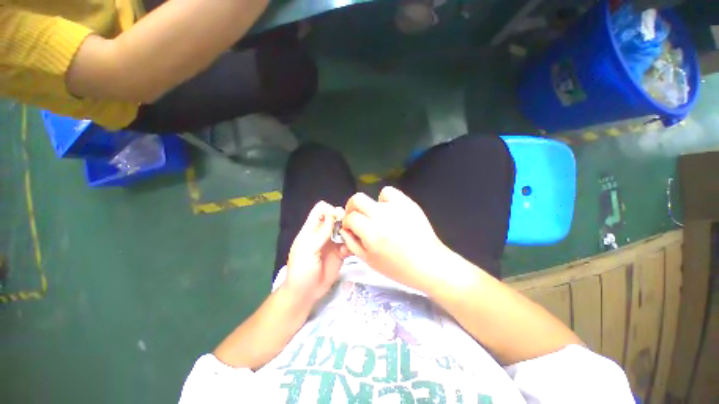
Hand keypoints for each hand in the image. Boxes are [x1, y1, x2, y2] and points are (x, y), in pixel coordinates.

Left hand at [284, 201, 348, 303]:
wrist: (306, 293)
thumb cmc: (301, 270)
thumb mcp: (308, 249)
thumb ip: (320, 232)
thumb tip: (333, 214)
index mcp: (311, 229)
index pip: (321, 209)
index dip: (330, 210)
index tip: (338, 218)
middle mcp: (323, 233)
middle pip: (335, 217)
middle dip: (343, 219)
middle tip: (348, 229)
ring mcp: (332, 243)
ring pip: (344, 229)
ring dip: (349, 232)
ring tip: (351, 240)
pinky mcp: (340, 253)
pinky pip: (349, 244)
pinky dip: (352, 245)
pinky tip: (350, 252)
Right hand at [341, 187, 449, 291]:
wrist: (428, 263)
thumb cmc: (397, 267)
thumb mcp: (369, 260)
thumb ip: (352, 243)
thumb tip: (344, 229)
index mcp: (371, 233)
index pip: (350, 218)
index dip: (347, 223)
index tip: (351, 229)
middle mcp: (381, 216)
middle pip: (357, 199)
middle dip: (351, 208)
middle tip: (356, 218)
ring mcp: (395, 207)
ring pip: (372, 196)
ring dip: (369, 206)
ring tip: (376, 217)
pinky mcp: (407, 203)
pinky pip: (389, 192)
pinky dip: (385, 199)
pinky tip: (389, 210)